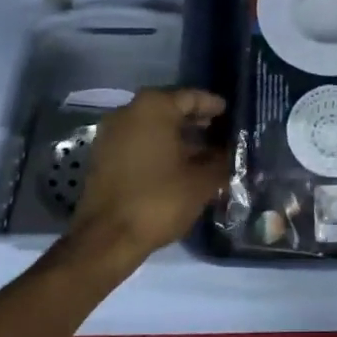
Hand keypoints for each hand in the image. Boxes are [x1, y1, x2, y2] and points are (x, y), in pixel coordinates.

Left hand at [69, 88, 228, 261]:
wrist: (105, 240)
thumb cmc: (158, 200)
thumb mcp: (202, 181)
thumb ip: (222, 160)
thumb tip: (233, 153)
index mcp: (154, 107)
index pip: (192, 97)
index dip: (215, 107)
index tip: (232, 117)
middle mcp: (129, 111)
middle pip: (171, 109)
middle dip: (197, 123)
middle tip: (222, 135)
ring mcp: (112, 133)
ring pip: (154, 127)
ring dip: (178, 138)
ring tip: (205, 154)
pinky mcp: (103, 156)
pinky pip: (138, 142)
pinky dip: (159, 149)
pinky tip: (179, 167)